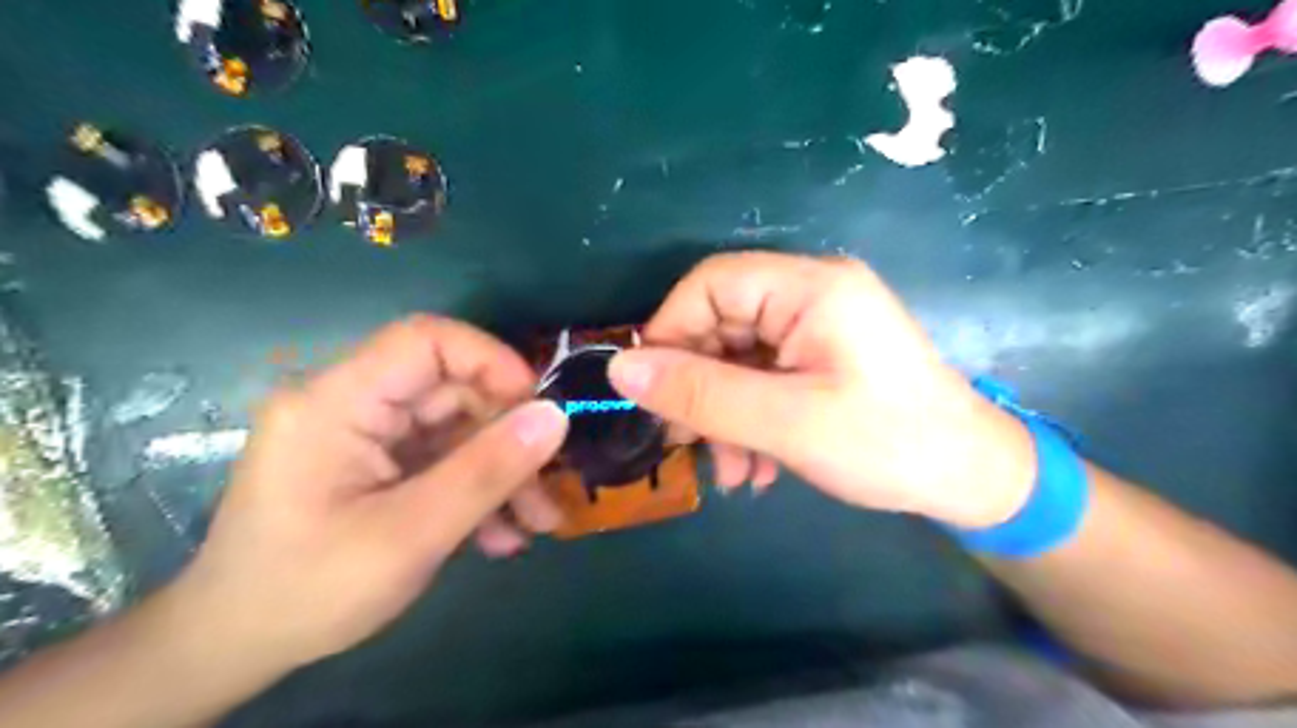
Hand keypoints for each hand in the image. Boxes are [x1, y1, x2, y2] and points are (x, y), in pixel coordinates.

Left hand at [166, 315, 566, 674]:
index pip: (426, 340)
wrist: (236, 649)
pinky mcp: (377, 462)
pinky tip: (500, 535)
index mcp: (336, 402)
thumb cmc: (309, 591)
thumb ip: (487, 471)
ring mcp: (365, 434)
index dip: (491, 361)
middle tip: (547, 490)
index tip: (539, 409)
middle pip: (452, 390)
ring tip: (536, 523)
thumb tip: (556, 416)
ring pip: (456, 428)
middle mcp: (350, 403)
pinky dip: (476, 490)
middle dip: (509, 438)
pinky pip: (441, 458)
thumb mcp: (411, 534)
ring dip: (502, 473)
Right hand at [608, 252, 1035, 528]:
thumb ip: (701, 393)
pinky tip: (757, 468)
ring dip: (723, 415)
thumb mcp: (785, 421)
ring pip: (736, 359)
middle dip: (699, 388)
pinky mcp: (819, 358)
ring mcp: (815, 328)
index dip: (670, 332)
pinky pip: (761, 378)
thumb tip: (621, 370)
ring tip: (733, 473)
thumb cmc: (887, 444)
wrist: (971, 479)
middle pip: (721, 324)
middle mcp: (810, 294)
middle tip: (687, 444)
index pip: (711, 284)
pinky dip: (748, 420)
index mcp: (810, 287)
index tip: (652, 392)